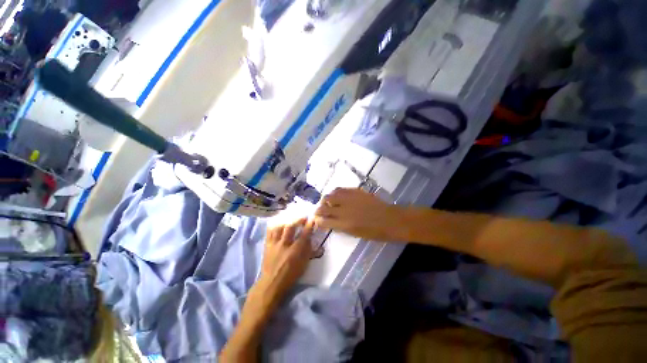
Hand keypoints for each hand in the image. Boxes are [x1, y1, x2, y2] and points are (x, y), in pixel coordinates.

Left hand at [254, 218, 317, 309]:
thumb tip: (310, 238)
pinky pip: (270, 231)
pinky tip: (279, 221)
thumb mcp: (303, 265)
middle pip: (290, 227)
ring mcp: (274, 244)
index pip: (304, 234)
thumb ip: (308, 250)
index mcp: (295, 251)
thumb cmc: (290, 275)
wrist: (272, 283)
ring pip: (279, 227)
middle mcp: (284, 245)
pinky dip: (274, 224)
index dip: (309, 225)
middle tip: (303, 216)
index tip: (312, 219)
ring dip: (286, 220)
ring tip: (291, 217)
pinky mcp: (267, 244)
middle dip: (298, 219)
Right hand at [315, 188, 406, 241]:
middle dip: (318, 210)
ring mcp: (349, 199)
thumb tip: (330, 222)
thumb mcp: (355, 234)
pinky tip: (336, 195)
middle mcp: (343, 210)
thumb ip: (340, 227)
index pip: (323, 221)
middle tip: (319, 211)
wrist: (390, 219)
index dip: (318, 221)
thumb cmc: (374, 232)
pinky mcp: (355, 191)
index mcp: (344, 224)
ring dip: (325, 200)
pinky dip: (335, 193)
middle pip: (323, 207)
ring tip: (327, 202)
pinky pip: (340, 189)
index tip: (317, 221)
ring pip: (329, 196)